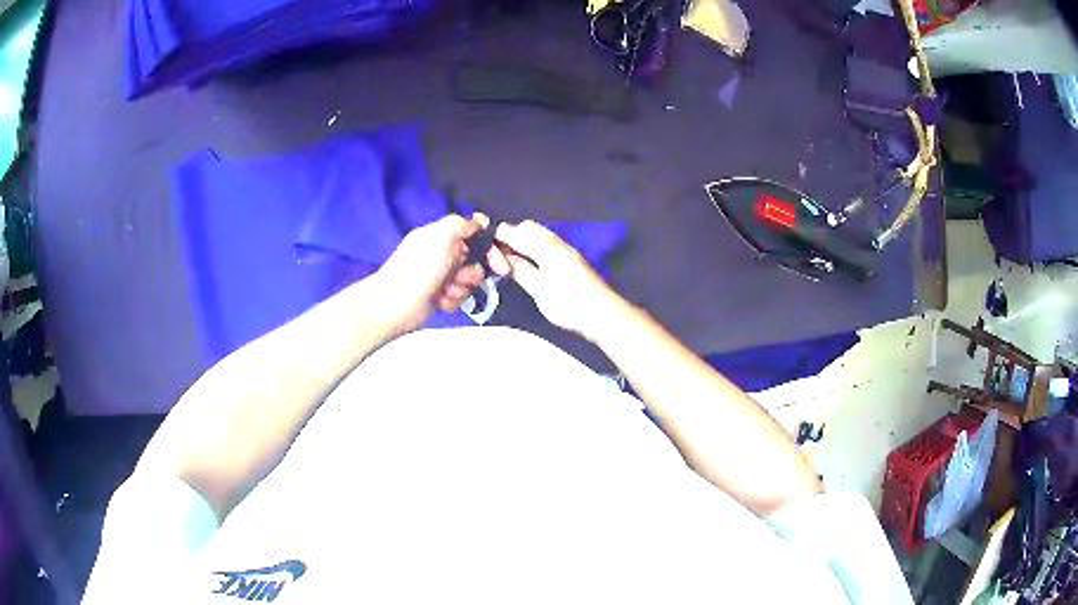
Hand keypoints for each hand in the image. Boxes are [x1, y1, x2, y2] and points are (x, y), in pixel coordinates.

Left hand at [370, 214, 503, 333]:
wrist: (396, 304)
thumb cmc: (418, 268)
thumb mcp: (442, 235)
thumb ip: (462, 224)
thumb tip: (478, 222)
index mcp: (439, 236)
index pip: (472, 235)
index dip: (488, 247)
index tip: (498, 260)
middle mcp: (440, 254)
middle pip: (474, 261)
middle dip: (471, 272)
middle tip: (460, 278)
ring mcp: (439, 276)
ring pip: (468, 282)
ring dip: (460, 288)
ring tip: (444, 291)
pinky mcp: (438, 296)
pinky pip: (458, 297)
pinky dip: (451, 300)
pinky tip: (438, 301)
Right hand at [490, 220, 624, 340]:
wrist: (603, 314)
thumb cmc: (570, 304)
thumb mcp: (539, 290)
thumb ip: (521, 271)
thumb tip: (504, 258)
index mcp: (546, 248)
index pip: (516, 233)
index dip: (498, 233)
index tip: (481, 234)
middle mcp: (557, 243)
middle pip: (529, 229)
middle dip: (511, 234)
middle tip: (496, 251)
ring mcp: (566, 251)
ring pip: (539, 235)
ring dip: (523, 240)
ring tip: (508, 257)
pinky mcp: (572, 260)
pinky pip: (547, 244)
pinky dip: (533, 247)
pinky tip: (528, 262)